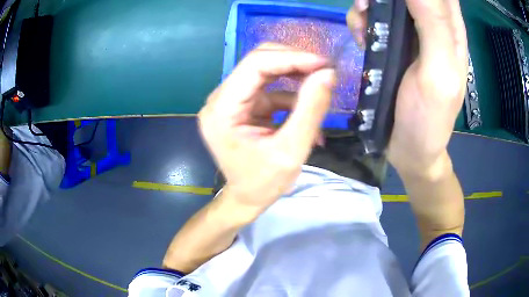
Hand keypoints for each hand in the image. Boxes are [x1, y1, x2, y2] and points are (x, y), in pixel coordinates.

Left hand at [199, 43, 335, 212]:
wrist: (246, 198)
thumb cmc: (264, 183)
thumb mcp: (291, 151)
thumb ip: (310, 110)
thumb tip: (328, 74)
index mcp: (222, 109)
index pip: (255, 65)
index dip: (292, 58)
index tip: (324, 64)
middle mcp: (220, 98)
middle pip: (258, 61)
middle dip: (295, 61)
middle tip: (325, 71)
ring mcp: (229, 100)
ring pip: (264, 69)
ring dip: (295, 73)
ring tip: (321, 85)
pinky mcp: (241, 104)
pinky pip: (268, 86)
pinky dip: (291, 92)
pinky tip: (307, 107)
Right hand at [348, 0, 467, 178]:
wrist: (409, 148)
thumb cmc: (430, 118)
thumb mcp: (438, 73)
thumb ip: (433, 25)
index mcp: (451, 29)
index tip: (396, 0)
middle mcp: (432, 23)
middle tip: (369, 4)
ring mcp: (411, 32)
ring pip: (387, 1)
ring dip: (369, 3)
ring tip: (363, 24)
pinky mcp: (392, 42)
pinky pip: (374, 17)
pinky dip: (362, 20)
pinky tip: (362, 37)